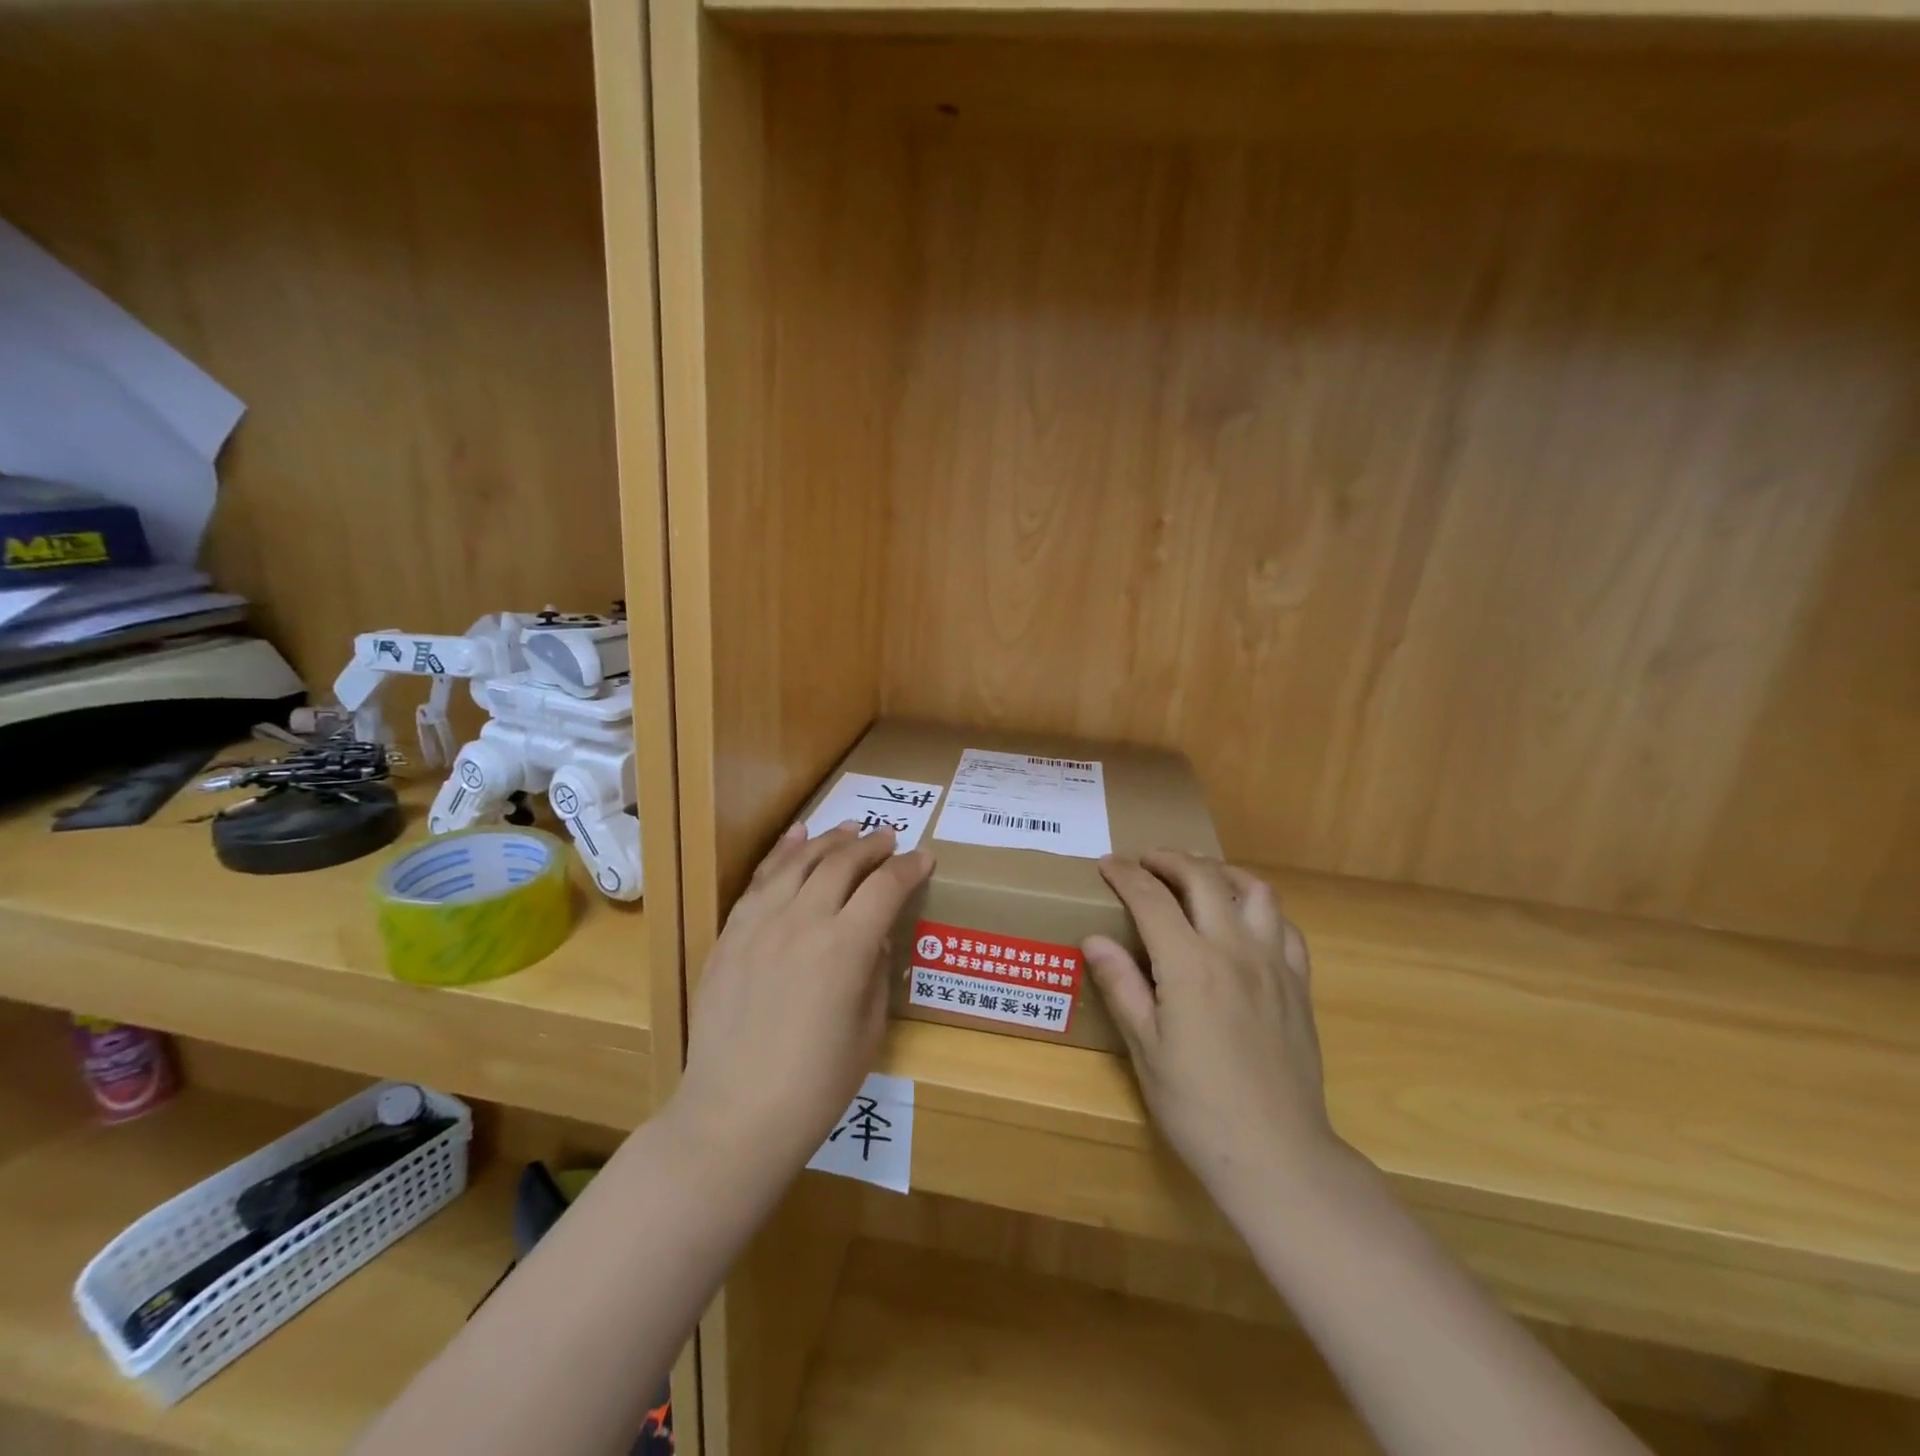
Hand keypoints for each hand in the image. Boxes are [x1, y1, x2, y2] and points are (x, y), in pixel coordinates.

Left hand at [674, 822, 932, 1173]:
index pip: (886, 887)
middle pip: (843, 863)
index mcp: (846, 947)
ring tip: (848, 829)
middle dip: (872, 846)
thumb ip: (875, 972)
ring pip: (800, 862)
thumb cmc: (815, 1086)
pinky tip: (796, 838)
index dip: (909, 867)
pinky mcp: (731, 934)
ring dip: (829, 841)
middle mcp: (804, 921)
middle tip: (888, 838)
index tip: (924, 858)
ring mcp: (761, 924)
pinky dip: (782, 853)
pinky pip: (760, 880)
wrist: (734, 1115)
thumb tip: (873, 938)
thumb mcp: (869, 1031)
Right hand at [1083, 852, 1344, 1207]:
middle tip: (1146, 862)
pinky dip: (1261, 909)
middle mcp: (1234, 950)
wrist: (1277, 1155)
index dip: (1126, 875)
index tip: (1107, 864)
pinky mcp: (1299, 985)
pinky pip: (1286, 927)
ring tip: (1199, 879)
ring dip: (1222, 873)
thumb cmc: (1197, 1107)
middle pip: (1204, 878)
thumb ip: (1121, 986)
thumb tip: (1094, 939)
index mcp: (1190, 965)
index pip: (1152, 898)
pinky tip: (1246, 922)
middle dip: (1170, 859)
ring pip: (1255, 890)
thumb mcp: (1145, 1049)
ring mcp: (1274, 964)